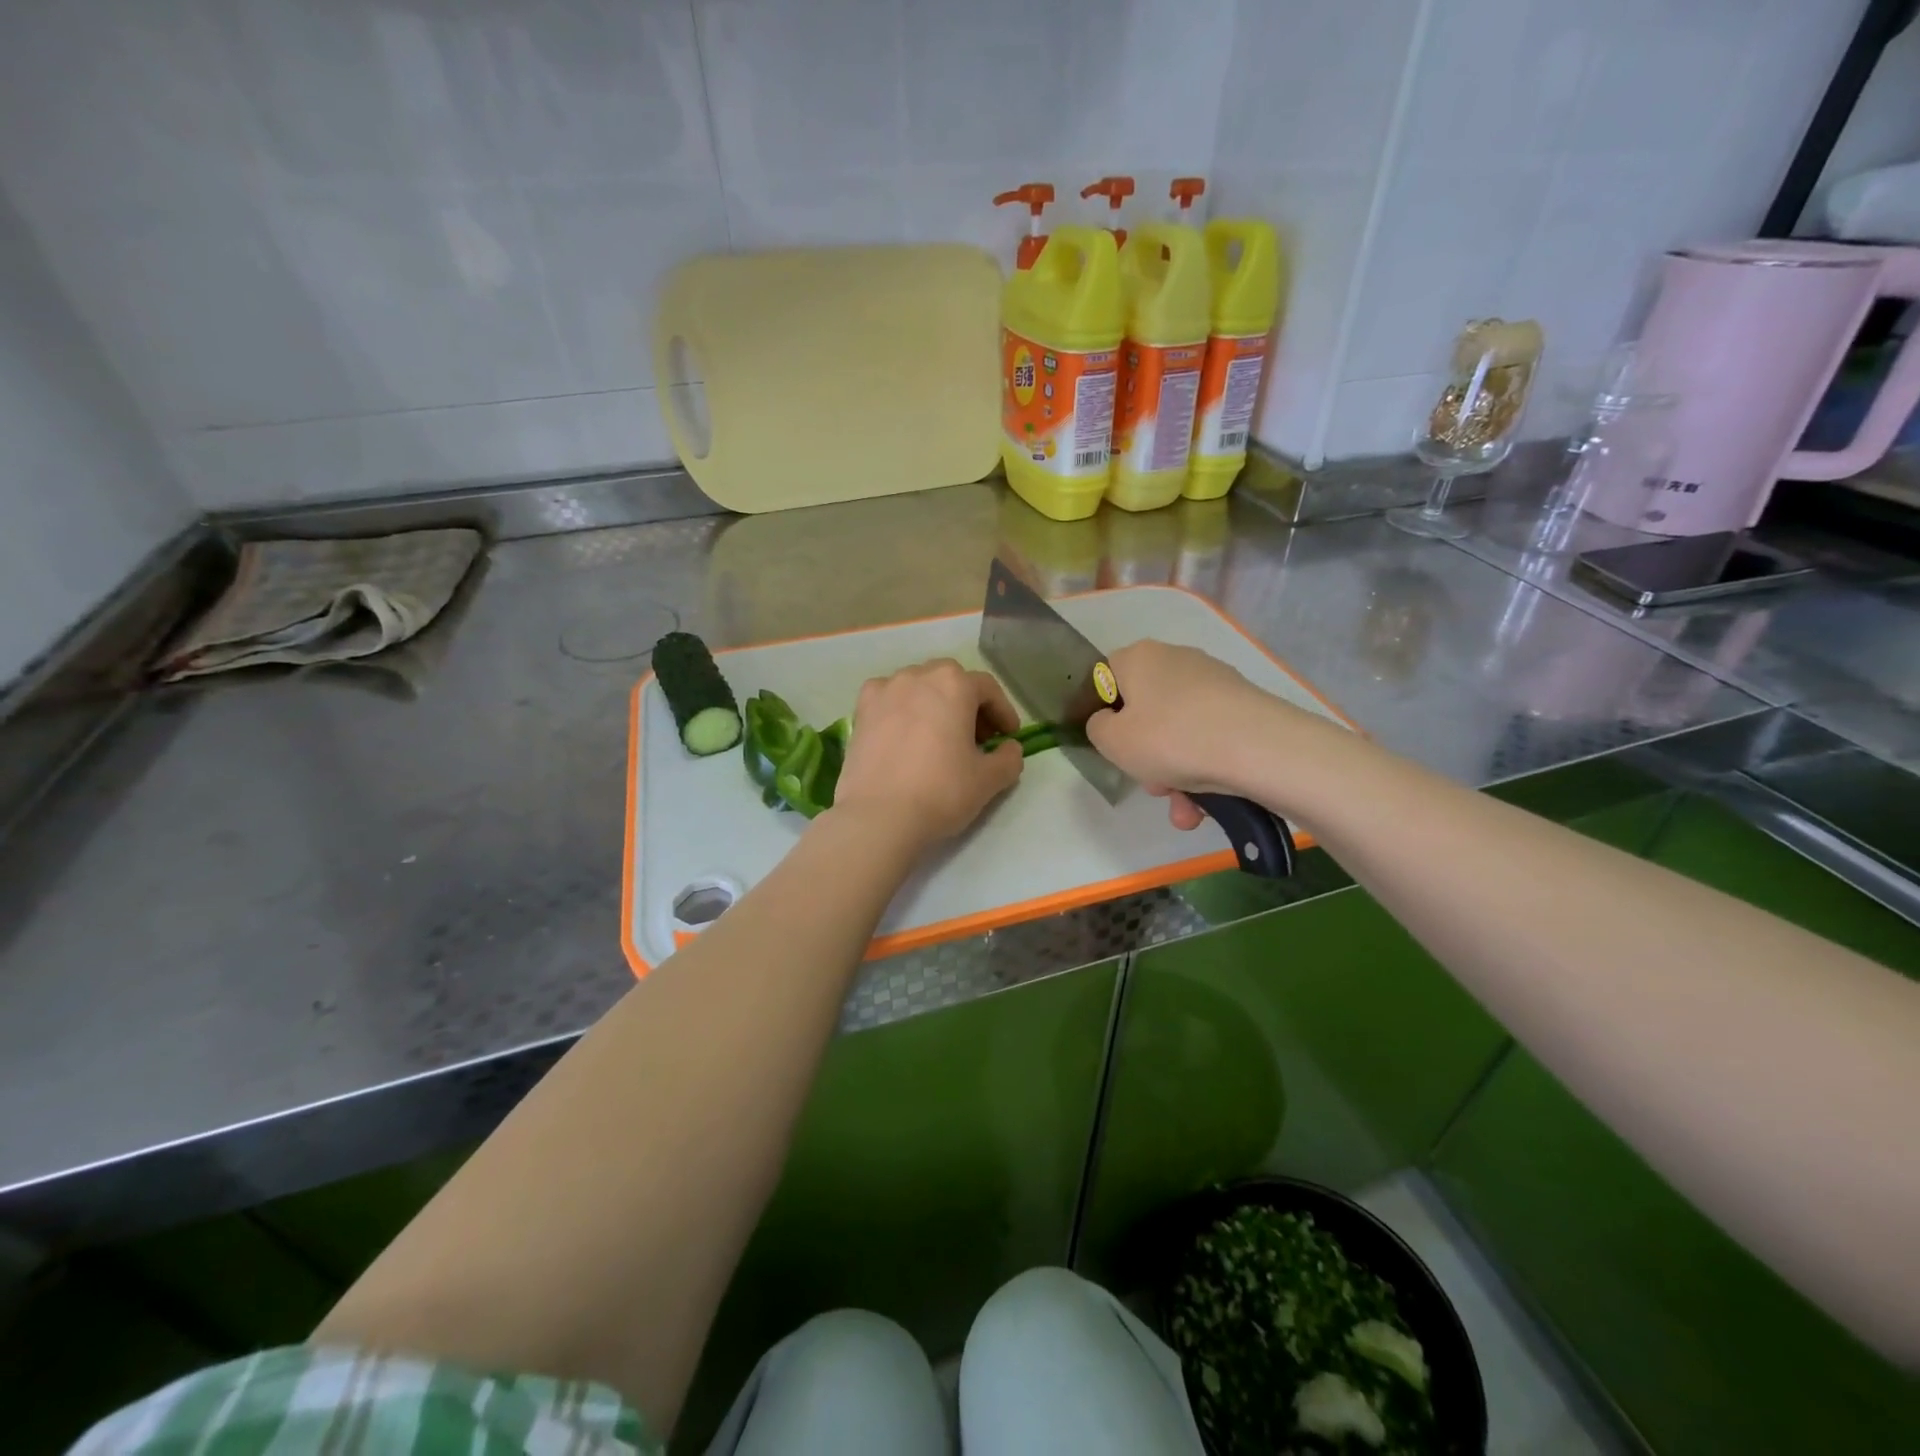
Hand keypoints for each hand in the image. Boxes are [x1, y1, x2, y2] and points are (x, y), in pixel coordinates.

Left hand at [829, 658, 1024, 848]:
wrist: (878, 816)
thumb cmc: (941, 792)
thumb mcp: (989, 780)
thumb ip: (1009, 758)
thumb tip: (1009, 749)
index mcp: (953, 684)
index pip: (987, 689)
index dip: (1003, 712)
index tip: (1008, 736)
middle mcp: (917, 676)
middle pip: (951, 682)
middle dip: (968, 705)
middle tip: (977, 738)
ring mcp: (884, 691)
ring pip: (918, 687)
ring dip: (934, 705)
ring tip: (939, 737)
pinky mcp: (860, 711)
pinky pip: (889, 700)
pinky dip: (902, 711)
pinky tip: (905, 737)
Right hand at [1086, 640, 1334, 827]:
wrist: (1258, 748)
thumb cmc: (1170, 738)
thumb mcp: (1112, 741)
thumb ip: (1098, 729)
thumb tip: (1108, 722)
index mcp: (1140, 657)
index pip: (1107, 677)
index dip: (1104, 712)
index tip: (1112, 745)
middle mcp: (1176, 660)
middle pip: (1146, 712)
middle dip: (1146, 757)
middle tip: (1152, 786)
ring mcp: (1214, 683)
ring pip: (1179, 734)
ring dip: (1176, 776)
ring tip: (1185, 810)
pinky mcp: (1243, 707)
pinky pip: (1209, 740)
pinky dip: (1205, 772)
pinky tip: (1207, 806)